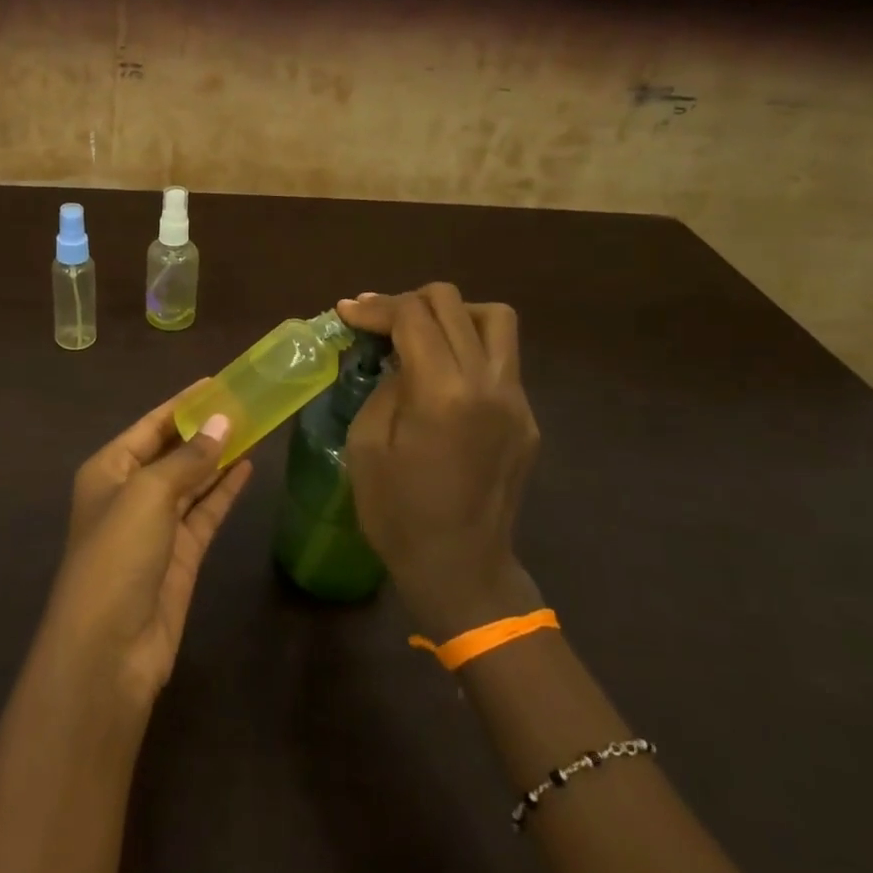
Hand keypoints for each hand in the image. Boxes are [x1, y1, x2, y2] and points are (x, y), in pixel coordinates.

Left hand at [39, 387, 254, 711]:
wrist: (109, 649)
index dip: (182, 404)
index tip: (216, 382)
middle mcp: (130, 493)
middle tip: (245, 402)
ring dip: (219, 457)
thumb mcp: (148, 494)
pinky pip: (205, 512)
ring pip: (192, 481)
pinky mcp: (181, 556)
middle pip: (172, 451)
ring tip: (254, 427)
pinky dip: (224, 490)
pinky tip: (248, 467)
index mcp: (108, 470)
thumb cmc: (117, 555)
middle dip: (205, 429)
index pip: (150, 426)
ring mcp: (156, 527)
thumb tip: (223, 423)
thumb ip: (189, 459)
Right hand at [336, 285, 541, 636]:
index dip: (375, 307)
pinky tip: (442, 374)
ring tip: (420, 335)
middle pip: (452, 304)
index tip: (346, 313)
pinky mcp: (526, 417)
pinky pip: (502, 358)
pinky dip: (469, 346)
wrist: (460, 569)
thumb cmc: (398, 513)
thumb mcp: (366, 443)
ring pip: (493, 319)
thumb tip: (395, 356)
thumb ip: (384, 385)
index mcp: (443, 392)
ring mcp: (516, 399)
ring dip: (451, 314)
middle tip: (377, 324)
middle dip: (407, 302)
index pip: (412, 316)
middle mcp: (488, 383)